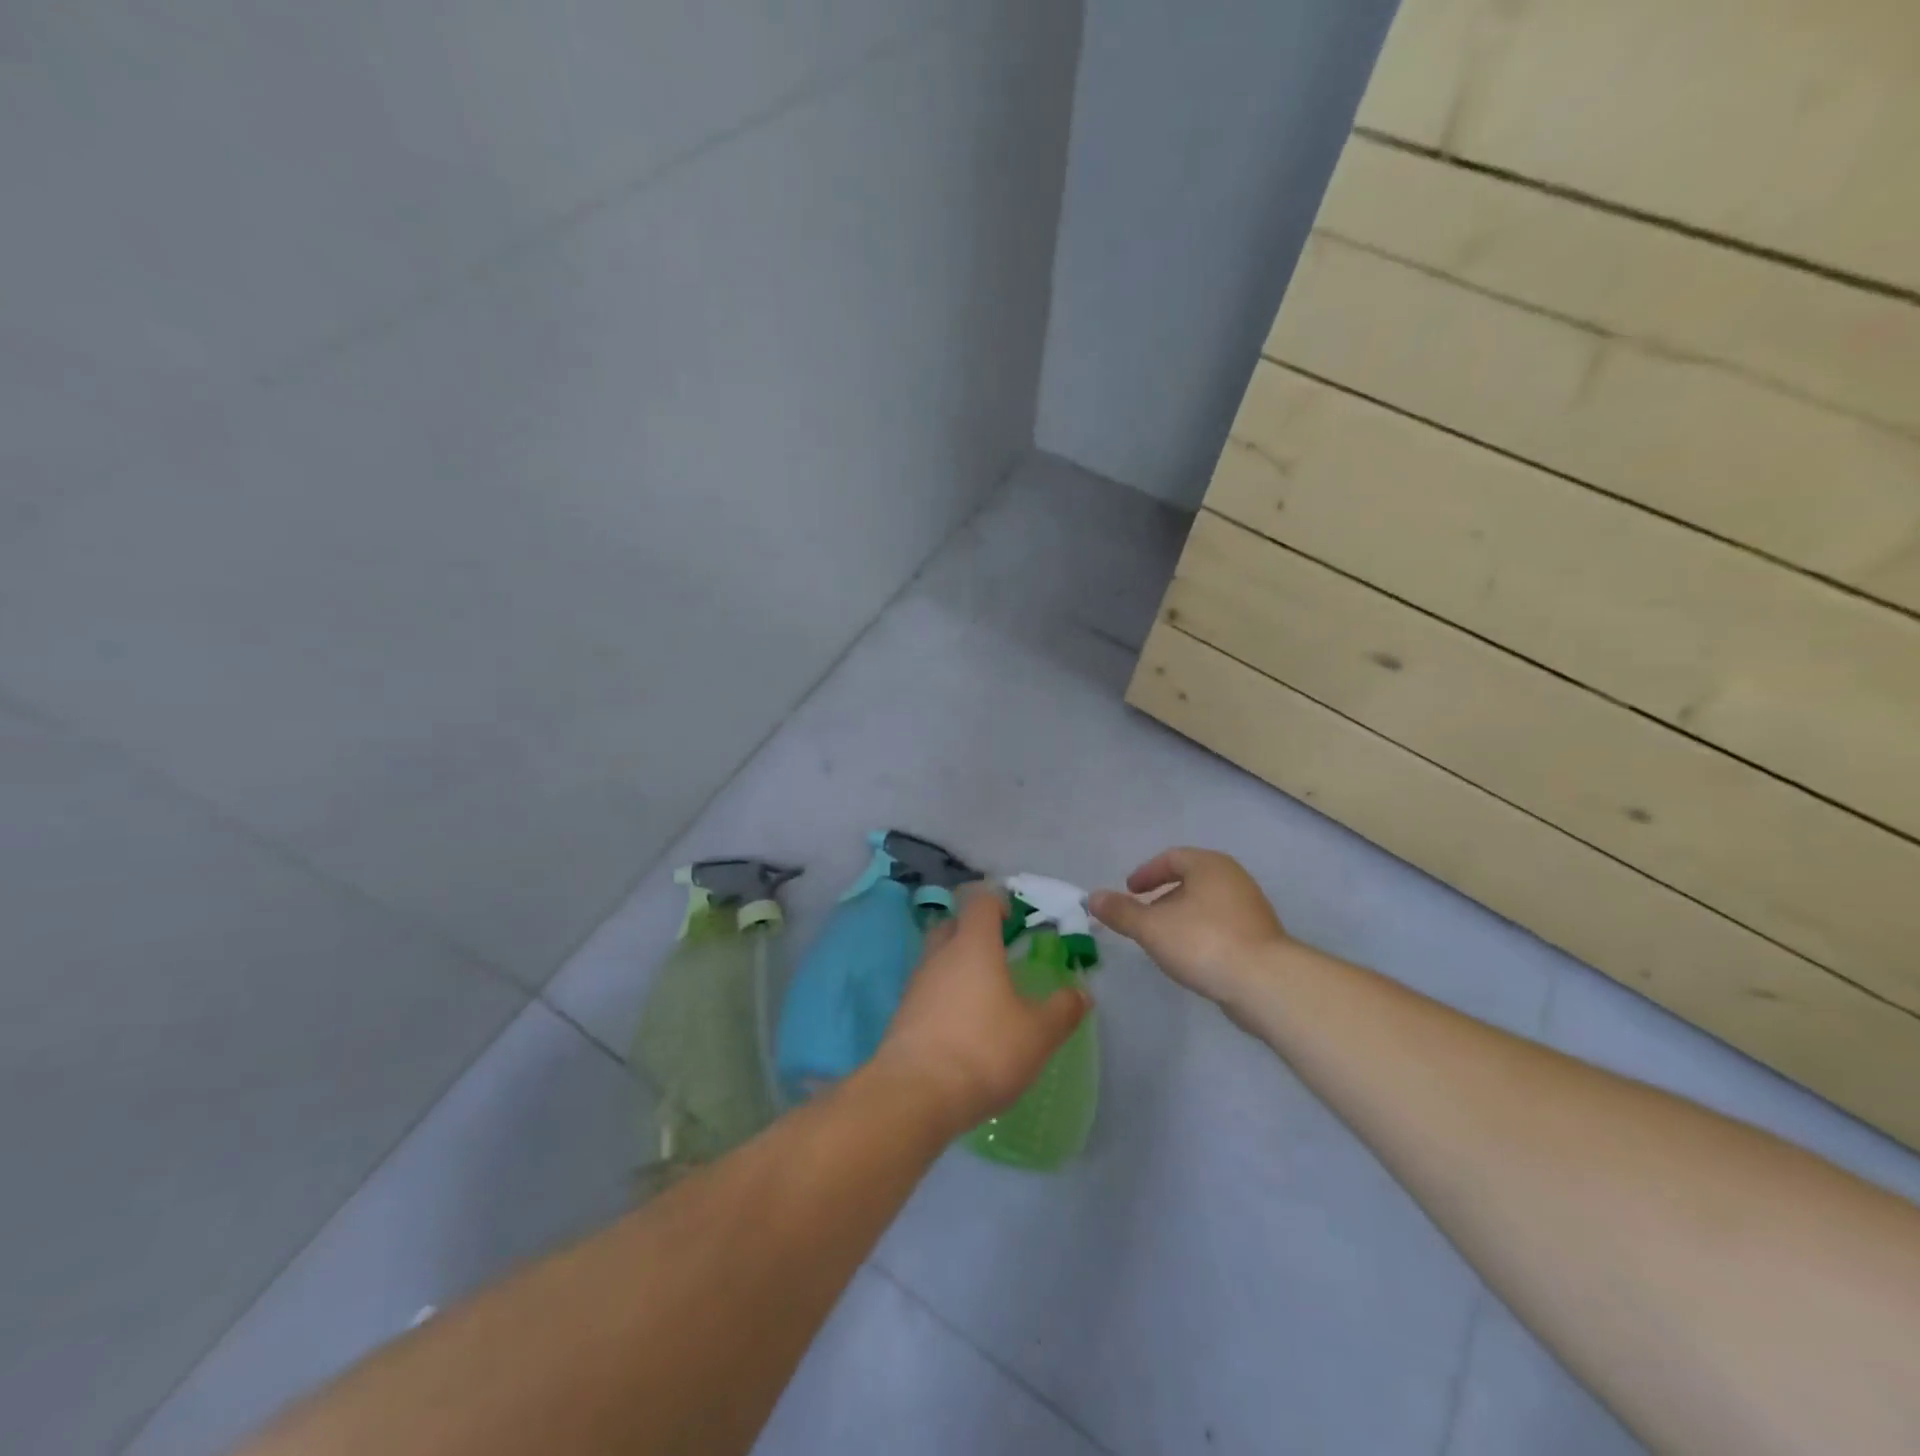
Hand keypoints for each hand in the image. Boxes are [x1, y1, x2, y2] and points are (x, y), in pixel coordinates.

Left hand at [868, 888, 1090, 1136]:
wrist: (916, 1093)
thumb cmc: (984, 1050)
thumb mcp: (1038, 1034)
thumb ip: (1062, 1010)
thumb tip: (1081, 994)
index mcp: (973, 945)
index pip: (980, 903)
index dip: (997, 903)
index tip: (1014, 918)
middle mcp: (940, 955)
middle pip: (952, 925)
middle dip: (973, 931)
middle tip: (999, 952)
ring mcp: (916, 984)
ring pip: (937, 958)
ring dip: (957, 966)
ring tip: (984, 993)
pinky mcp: (903, 1014)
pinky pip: (927, 990)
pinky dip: (944, 996)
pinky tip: (962, 1024)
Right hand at [1088, 848, 1289, 1004]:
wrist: (1265, 983)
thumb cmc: (1203, 942)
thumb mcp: (1151, 927)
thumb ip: (1121, 912)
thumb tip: (1092, 897)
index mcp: (1209, 865)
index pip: (1172, 858)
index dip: (1146, 873)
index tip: (1129, 891)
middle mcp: (1233, 879)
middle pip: (1190, 880)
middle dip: (1162, 898)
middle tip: (1142, 917)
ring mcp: (1251, 908)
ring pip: (1206, 905)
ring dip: (1181, 918)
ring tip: (1162, 941)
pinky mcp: (1260, 938)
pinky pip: (1221, 926)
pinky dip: (1200, 934)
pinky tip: (1190, 957)